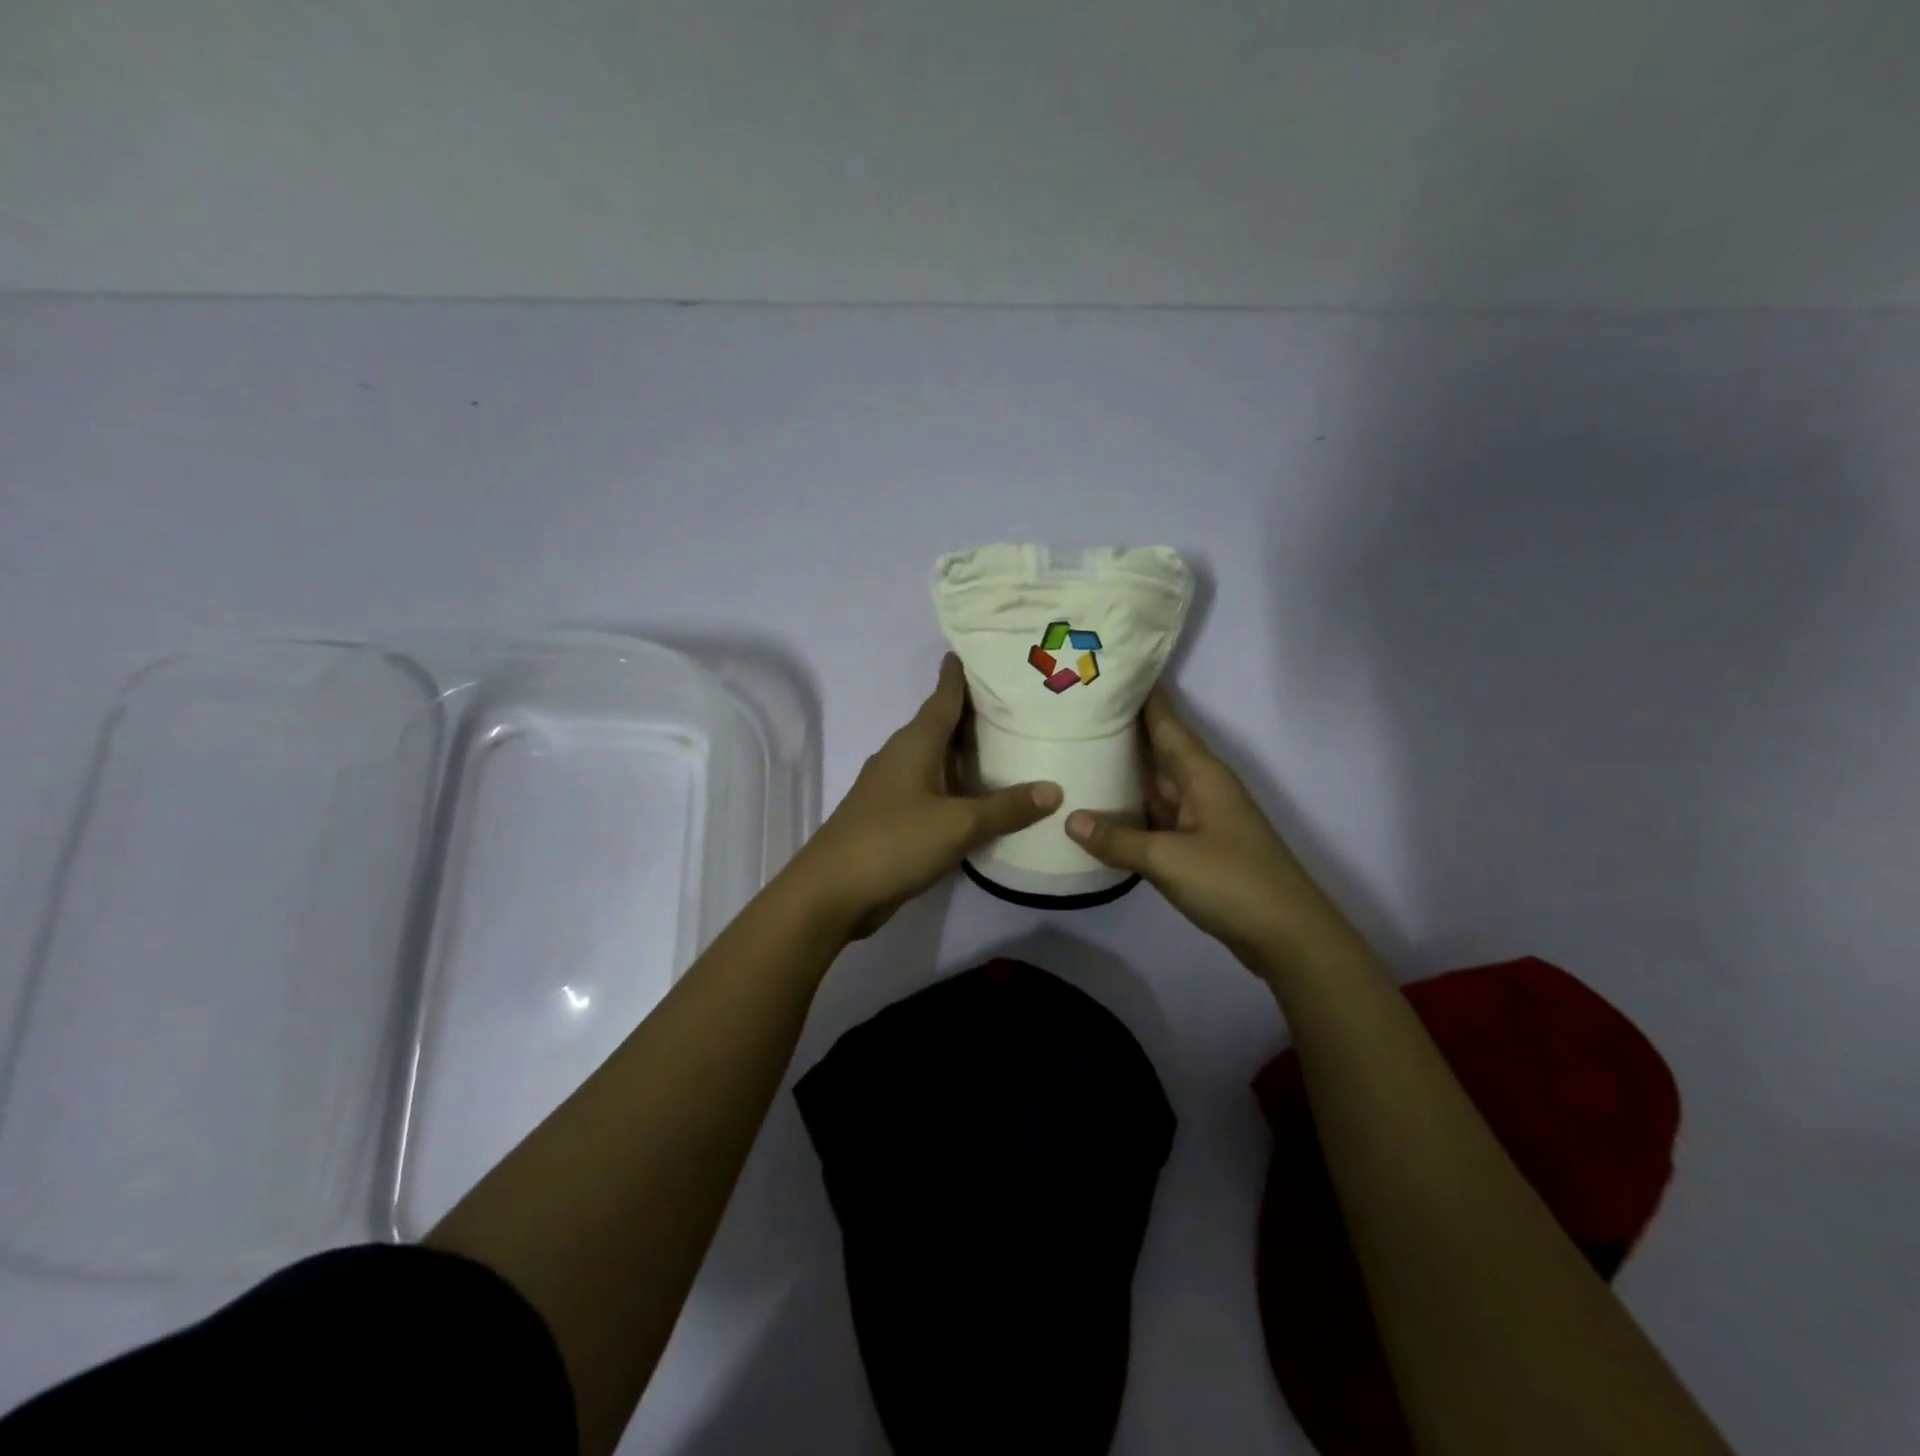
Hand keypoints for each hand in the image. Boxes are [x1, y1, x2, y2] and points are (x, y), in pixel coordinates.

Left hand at [786, 655, 1062, 938]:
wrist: (831, 892)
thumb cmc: (892, 842)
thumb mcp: (957, 825)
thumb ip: (1006, 808)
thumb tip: (1054, 790)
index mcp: (915, 743)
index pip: (944, 695)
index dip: (963, 673)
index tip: (988, 651)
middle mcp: (902, 755)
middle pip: (943, 723)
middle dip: (976, 711)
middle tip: (1020, 699)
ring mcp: (894, 787)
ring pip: (938, 757)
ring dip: (967, 750)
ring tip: (1010, 743)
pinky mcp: (892, 816)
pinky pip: (933, 787)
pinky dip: (957, 784)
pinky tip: (981, 796)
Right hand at [1065, 689, 1362, 973]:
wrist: (1287, 935)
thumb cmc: (1233, 881)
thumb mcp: (1168, 858)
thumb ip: (1118, 839)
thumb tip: (1070, 819)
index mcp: (1201, 773)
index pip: (1165, 721)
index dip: (1138, 695)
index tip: (1101, 672)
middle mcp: (1199, 787)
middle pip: (1155, 749)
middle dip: (1118, 731)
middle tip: (1069, 714)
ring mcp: (1198, 817)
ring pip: (1152, 784)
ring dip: (1120, 772)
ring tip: (1072, 753)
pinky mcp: (1194, 845)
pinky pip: (1153, 817)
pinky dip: (1128, 812)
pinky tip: (1097, 811)